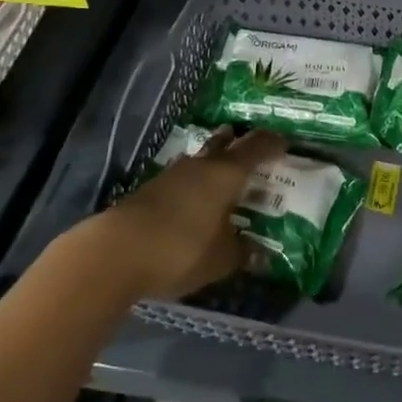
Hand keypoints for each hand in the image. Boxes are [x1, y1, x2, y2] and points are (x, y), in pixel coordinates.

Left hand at [92, 126, 284, 299]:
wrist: (117, 251)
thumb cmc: (182, 248)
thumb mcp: (221, 259)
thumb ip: (242, 252)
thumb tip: (261, 253)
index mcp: (226, 173)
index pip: (256, 147)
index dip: (272, 143)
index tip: (284, 142)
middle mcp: (202, 165)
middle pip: (224, 143)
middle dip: (239, 142)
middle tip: (253, 148)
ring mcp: (173, 174)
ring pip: (201, 160)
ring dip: (214, 163)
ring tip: (225, 176)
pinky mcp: (151, 190)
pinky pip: (183, 179)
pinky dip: (195, 184)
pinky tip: (196, 200)